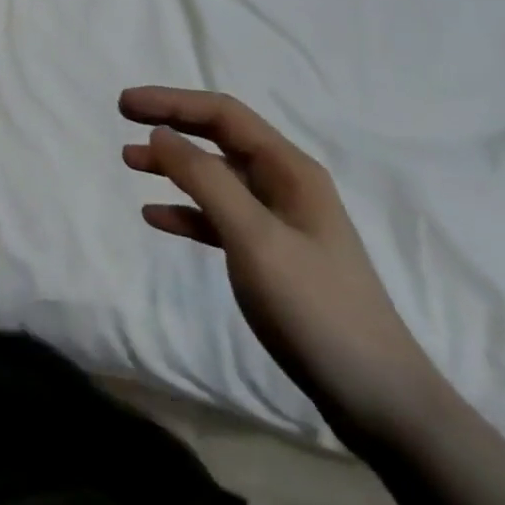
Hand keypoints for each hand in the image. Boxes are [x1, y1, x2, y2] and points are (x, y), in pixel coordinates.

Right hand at [120, 87, 445, 444]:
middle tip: (123, 119)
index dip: (171, 102)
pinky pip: (219, 218)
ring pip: (215, 177)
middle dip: (171, 124)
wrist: (380, 402)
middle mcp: (284, 184)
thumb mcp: (255, 238)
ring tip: (129, 162)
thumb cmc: (317, 308)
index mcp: (289, 169)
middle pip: (218, 138)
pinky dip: (186, 211)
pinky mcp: (272, 257)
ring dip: (173, 166)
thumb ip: (205, 181)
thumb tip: (160, 134)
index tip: (125, 103)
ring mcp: (279, 221)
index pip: (222, 114)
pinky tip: (156, 216)